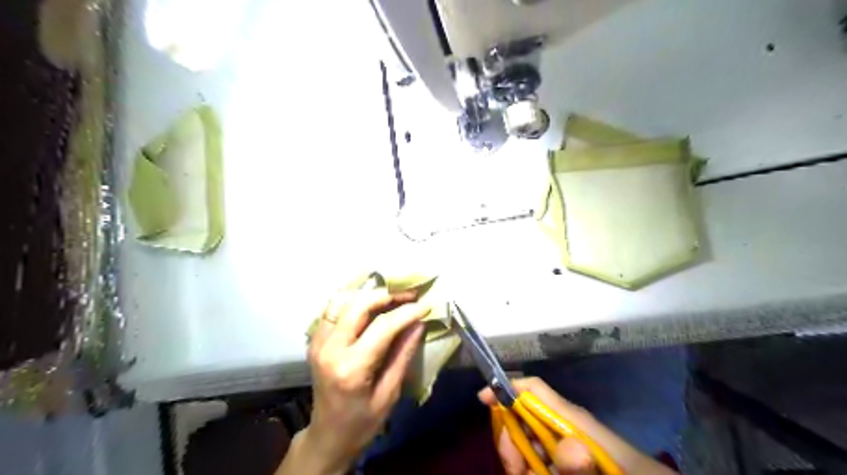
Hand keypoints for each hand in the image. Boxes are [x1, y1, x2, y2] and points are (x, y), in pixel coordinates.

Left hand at [283, 287, 433, 472]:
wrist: (328, 435)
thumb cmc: (363, 422)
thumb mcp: (389, 393)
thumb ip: (403, 354)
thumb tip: (419, 322)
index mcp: (351, 367)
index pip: (382, 326)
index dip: (407, 312)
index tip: (426, 305)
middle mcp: (330, 348)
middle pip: (358, 304)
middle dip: (387, 295)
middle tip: (409, 296)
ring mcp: (318, 341)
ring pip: (342, 300)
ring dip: (368, 294)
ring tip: (391, 298)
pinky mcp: (315, 339)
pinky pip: (333, 308)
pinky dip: (353, 300)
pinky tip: (370, 306)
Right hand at [480, 379, 679, 474]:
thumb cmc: (629, 473)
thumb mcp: (606, 470)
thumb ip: (584, 468)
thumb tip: (567, 450)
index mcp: (572, 418)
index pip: (533, 389)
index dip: (506, 387)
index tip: (483, 399)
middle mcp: (564, 425)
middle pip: (522, 415)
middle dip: (510, 436)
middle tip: (514, 468)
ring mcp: (565, 444)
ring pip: (527, 440)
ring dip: (519, 458)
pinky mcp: (567, 458)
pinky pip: (539, 457)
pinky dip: (531, 467)